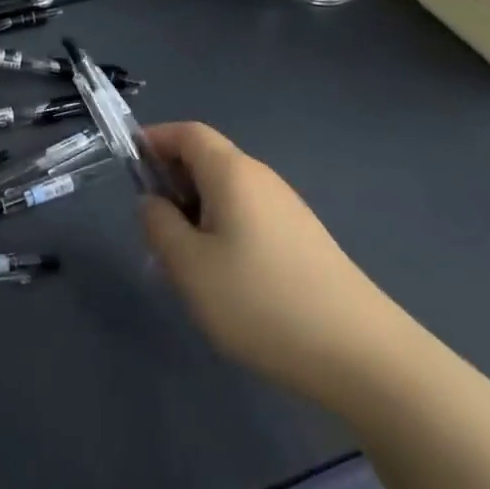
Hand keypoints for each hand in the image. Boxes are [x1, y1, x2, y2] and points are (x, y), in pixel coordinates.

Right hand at [138, 122, 404, 407]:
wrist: (362, 355)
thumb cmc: (262, 302)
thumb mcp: (190, 267)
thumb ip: (159, 225)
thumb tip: (152, 202)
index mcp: (232, 172)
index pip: (187, 133)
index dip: (154, 140)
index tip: (127, 166)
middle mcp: (262, 179)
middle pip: (207, 160)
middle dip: (171, 182)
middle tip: (150, 227)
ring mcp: (287, 210)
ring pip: (226, 193)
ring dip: (195, 212)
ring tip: (182, 261)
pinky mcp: (302, 240)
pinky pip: (248, 217)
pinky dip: (221, 231)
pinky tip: (222, 279)